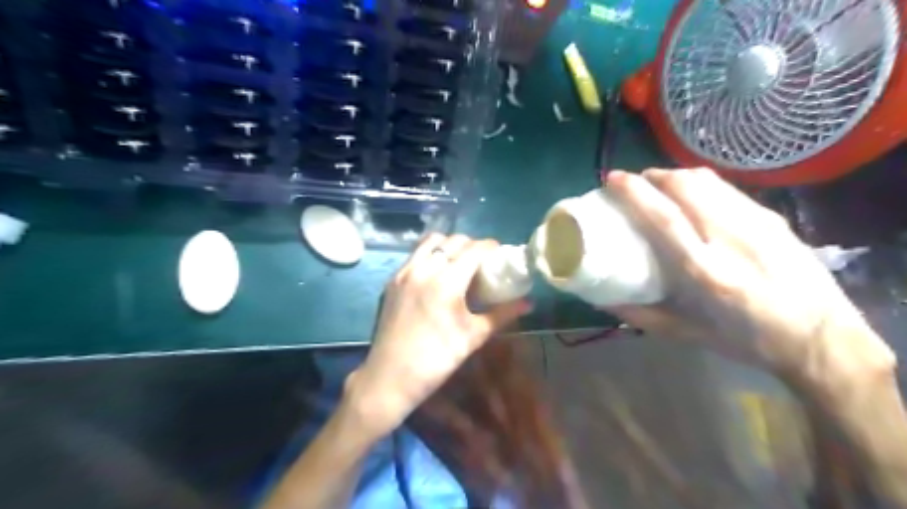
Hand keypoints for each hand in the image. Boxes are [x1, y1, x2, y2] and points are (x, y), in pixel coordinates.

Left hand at [348, 234, 532, 435]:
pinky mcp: (392, 280)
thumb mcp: (473, 336)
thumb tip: (529, 303)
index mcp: (446, 281)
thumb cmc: (436, 359)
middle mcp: (424, 268)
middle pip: (453, 241)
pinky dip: (430, 254)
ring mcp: (404, 272)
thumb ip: (502, 314)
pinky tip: (437, 273)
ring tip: (459, 262)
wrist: (390, 377)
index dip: (491, 247)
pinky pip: (415, 254)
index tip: (501, 254)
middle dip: (472, 245)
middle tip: (482, 261)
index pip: (474, 249)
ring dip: (449, 245)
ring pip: (431, 242)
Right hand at [601, 169, 890, 381]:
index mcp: (705, 272)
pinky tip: (695, 197)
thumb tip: (602, 300)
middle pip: (686, 186)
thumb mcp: (687, 334)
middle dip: (654, 175)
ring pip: (709, 181)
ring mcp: (757, 224)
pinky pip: (727, 189)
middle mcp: (731, 240)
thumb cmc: (747, 341)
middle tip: (636, 183)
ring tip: (661, 185)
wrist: (823, 339)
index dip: (635, 192)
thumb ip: (640, 315)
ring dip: (677, 175)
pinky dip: (701, 184)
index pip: (664, 217)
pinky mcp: (774, 219)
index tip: (614, 179)